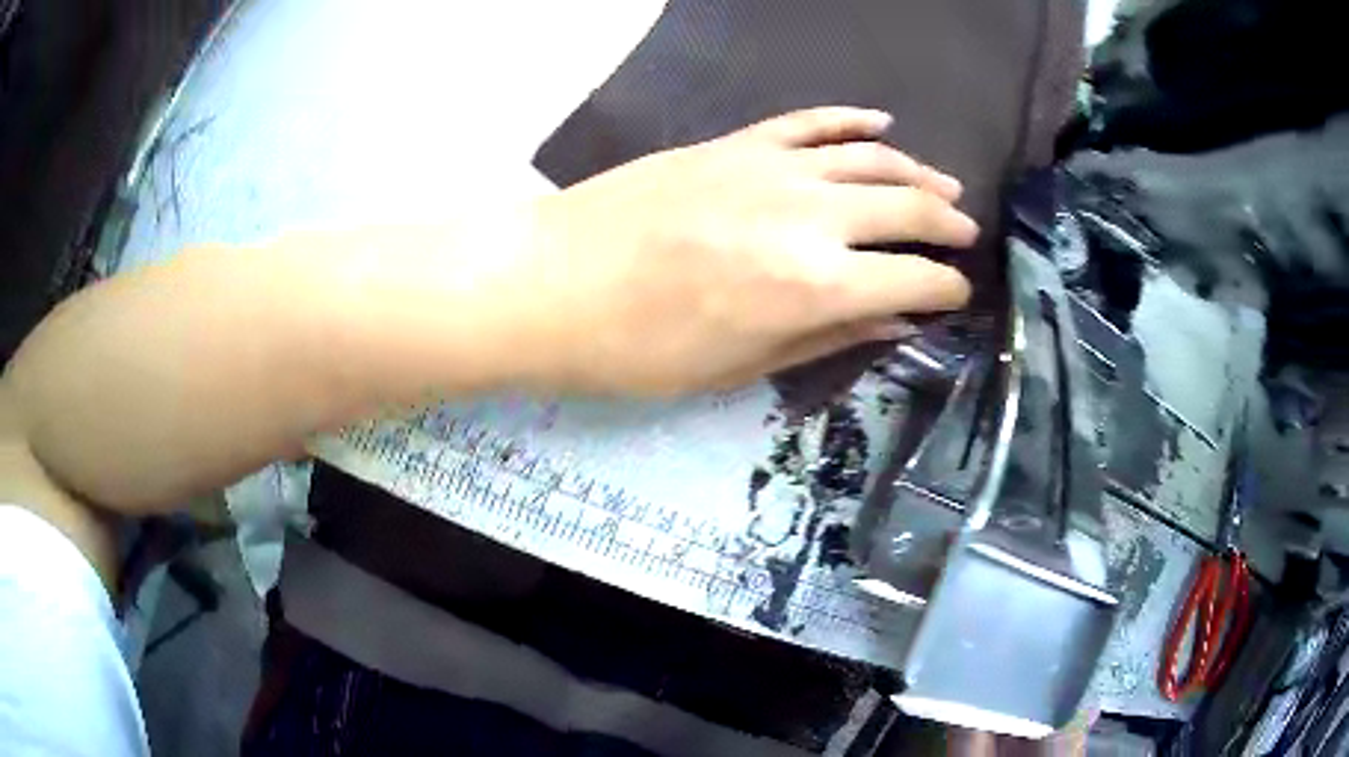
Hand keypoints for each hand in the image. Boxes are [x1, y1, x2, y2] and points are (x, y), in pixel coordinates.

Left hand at [519, 107, 978, 396]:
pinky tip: (881, 127)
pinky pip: (810, 122)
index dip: (946, 289)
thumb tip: (896, 320)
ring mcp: (771, 169)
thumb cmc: (638, 348)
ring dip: (917, 173)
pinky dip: (852, 122)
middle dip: (948, 225)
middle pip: (907, 210)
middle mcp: (809, 218)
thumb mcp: (740, 366)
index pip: (913, 280)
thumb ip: (829, 336)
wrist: (549, 283)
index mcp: (814, 288)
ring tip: (945, 188)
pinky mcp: (735, 144)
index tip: (956, 295)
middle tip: (967, 235)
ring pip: (871, 160)